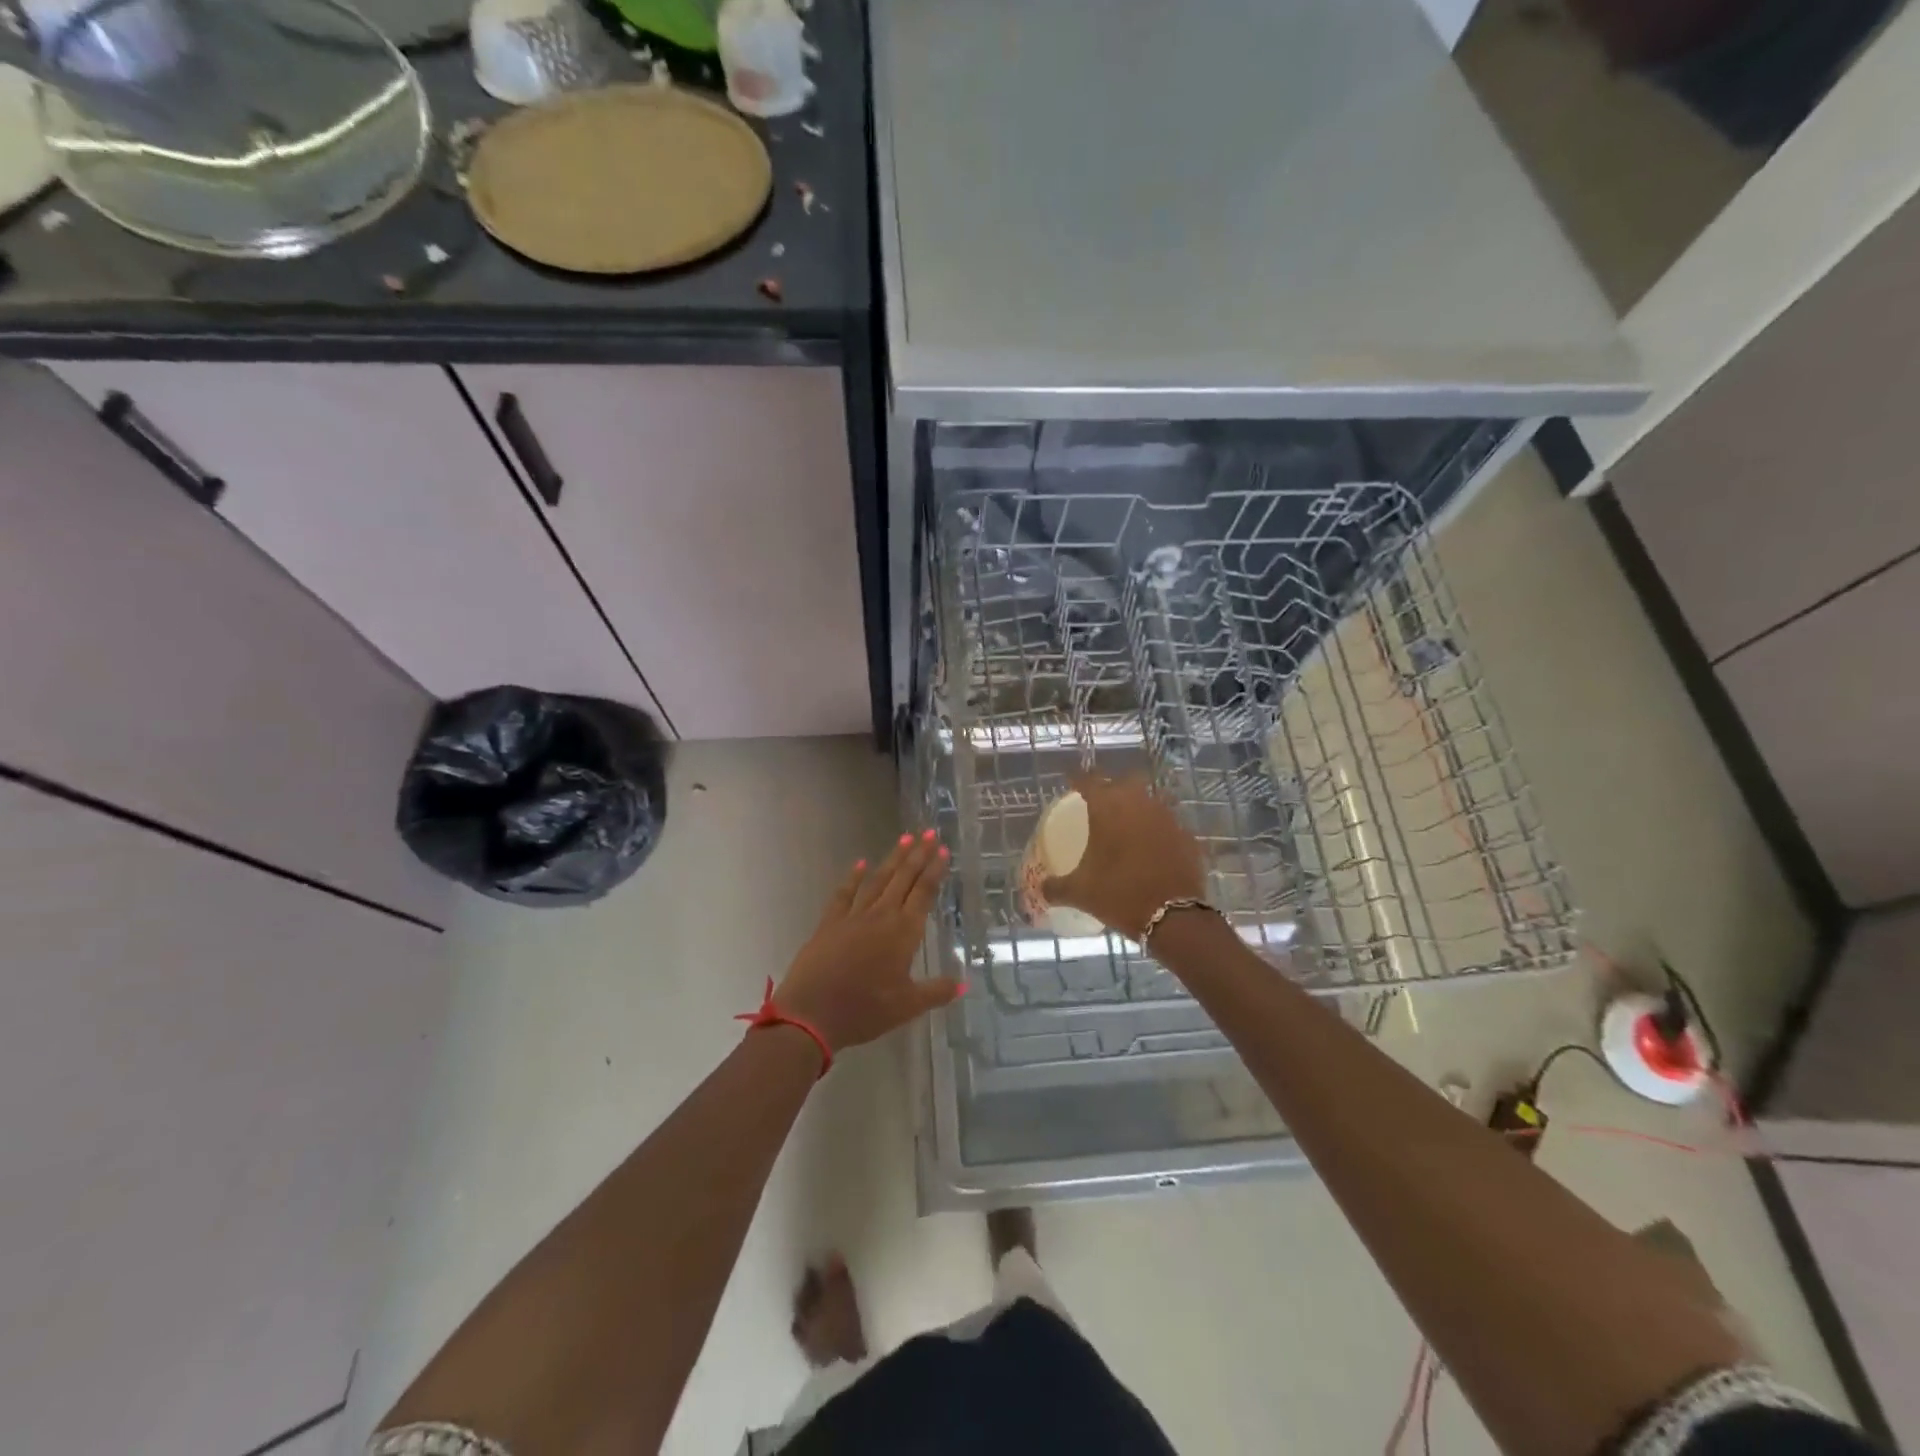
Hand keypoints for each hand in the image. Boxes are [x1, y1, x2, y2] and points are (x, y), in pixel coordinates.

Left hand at [774, 830, 962, 1052]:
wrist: (811, 1013)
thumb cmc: (864, 1010)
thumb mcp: (907, 1006)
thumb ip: (936, 992)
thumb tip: (965, 985)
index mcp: (903, 933)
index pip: (923, 893)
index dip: (934, 870)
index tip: (943, 849)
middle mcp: (881, 916)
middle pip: (903, 879)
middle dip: (918, 855)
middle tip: (929, 832)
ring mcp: (853, 916)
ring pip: (877, 880)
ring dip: (892, 859)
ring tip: (905, 838)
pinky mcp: (830, 923)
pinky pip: (844, 894)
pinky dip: (853, 877)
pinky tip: (860, 864)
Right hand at [1041, 774, 1205, 940]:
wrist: (1174, 917)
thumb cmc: (1120, 895)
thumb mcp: (1080, 893)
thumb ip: (1056, 887)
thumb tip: (1042, 889)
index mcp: (1107, 809)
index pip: (1088, 780)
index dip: (1077, 777)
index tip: (1071, 779)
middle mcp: (1138, 803)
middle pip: (1124, 782)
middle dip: (1112, 787)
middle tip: (1102, 802)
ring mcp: (1167, 817)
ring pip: (1150, 800)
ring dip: (1138, 806)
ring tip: (1127, 824)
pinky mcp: (1187, 836)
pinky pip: (1168, 824)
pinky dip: (1158, 830)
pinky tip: (1152, 846)